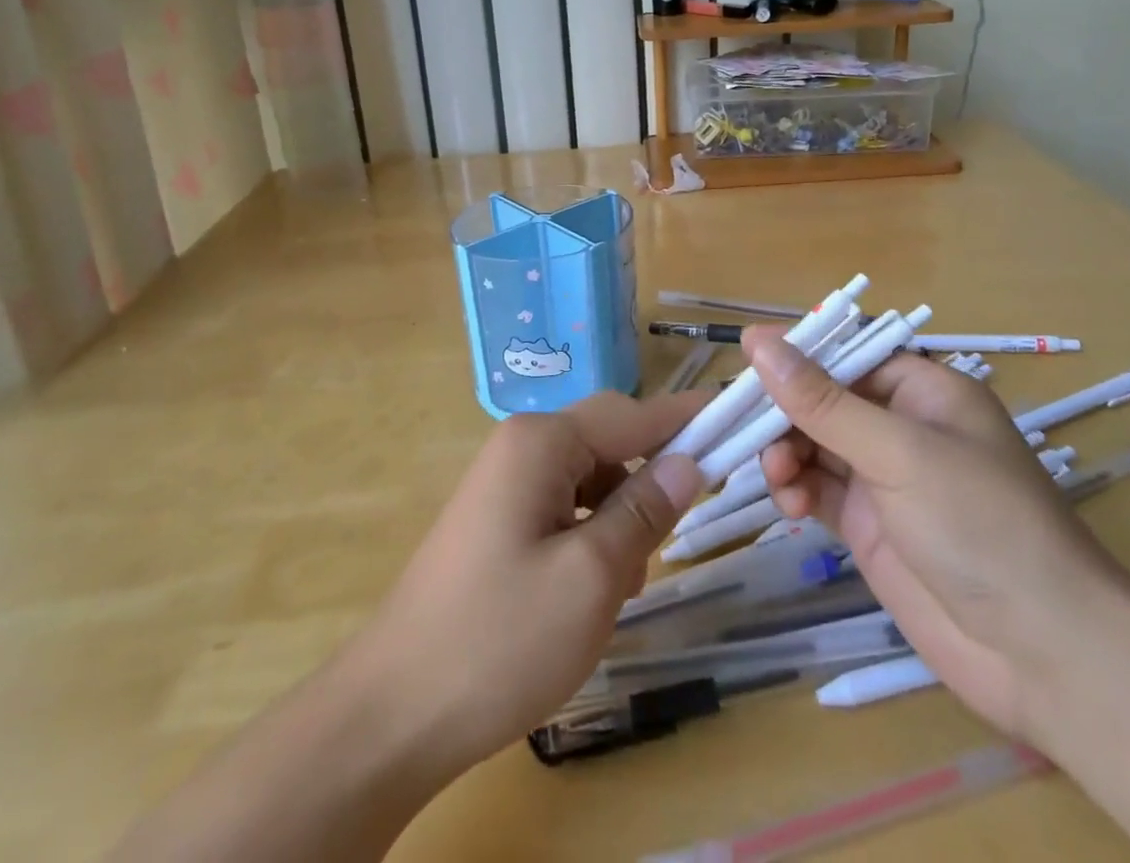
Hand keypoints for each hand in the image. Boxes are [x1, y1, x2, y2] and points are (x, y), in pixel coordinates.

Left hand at [346, 390, 707, 777]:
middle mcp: (521, 447)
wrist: (392, 714)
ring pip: (591, 480)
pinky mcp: (498, 520)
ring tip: (624, 583)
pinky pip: (565, 507)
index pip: (633, 414)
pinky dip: (592, 536)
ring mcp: (505, 484)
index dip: (686, 417)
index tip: (737, 417)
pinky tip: (591, 589)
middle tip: (678, 532)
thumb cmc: (500, 639)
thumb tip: (690, 461)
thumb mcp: (593, 576)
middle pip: (610, 442)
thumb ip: (646, 510)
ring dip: (621, 518)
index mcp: (542, 443)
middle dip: (649, 482)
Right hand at [747, 327, 1129, 742]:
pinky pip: (816, 489)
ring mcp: (884, 478)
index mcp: (923, 390)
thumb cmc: (979, 524)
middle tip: (744, 431)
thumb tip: (758, 341)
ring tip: (776, 476)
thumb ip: (822, 401)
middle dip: (784, 412)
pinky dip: (795, 490)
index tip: (746, 362)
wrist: (1043, 655)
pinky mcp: (868, 525)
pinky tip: (788, 506)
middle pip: (823, 399)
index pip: (847, 353)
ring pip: (812, 444)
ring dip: (784, 453)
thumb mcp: (897, 452)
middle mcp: (901, 426)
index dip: (798, 355)